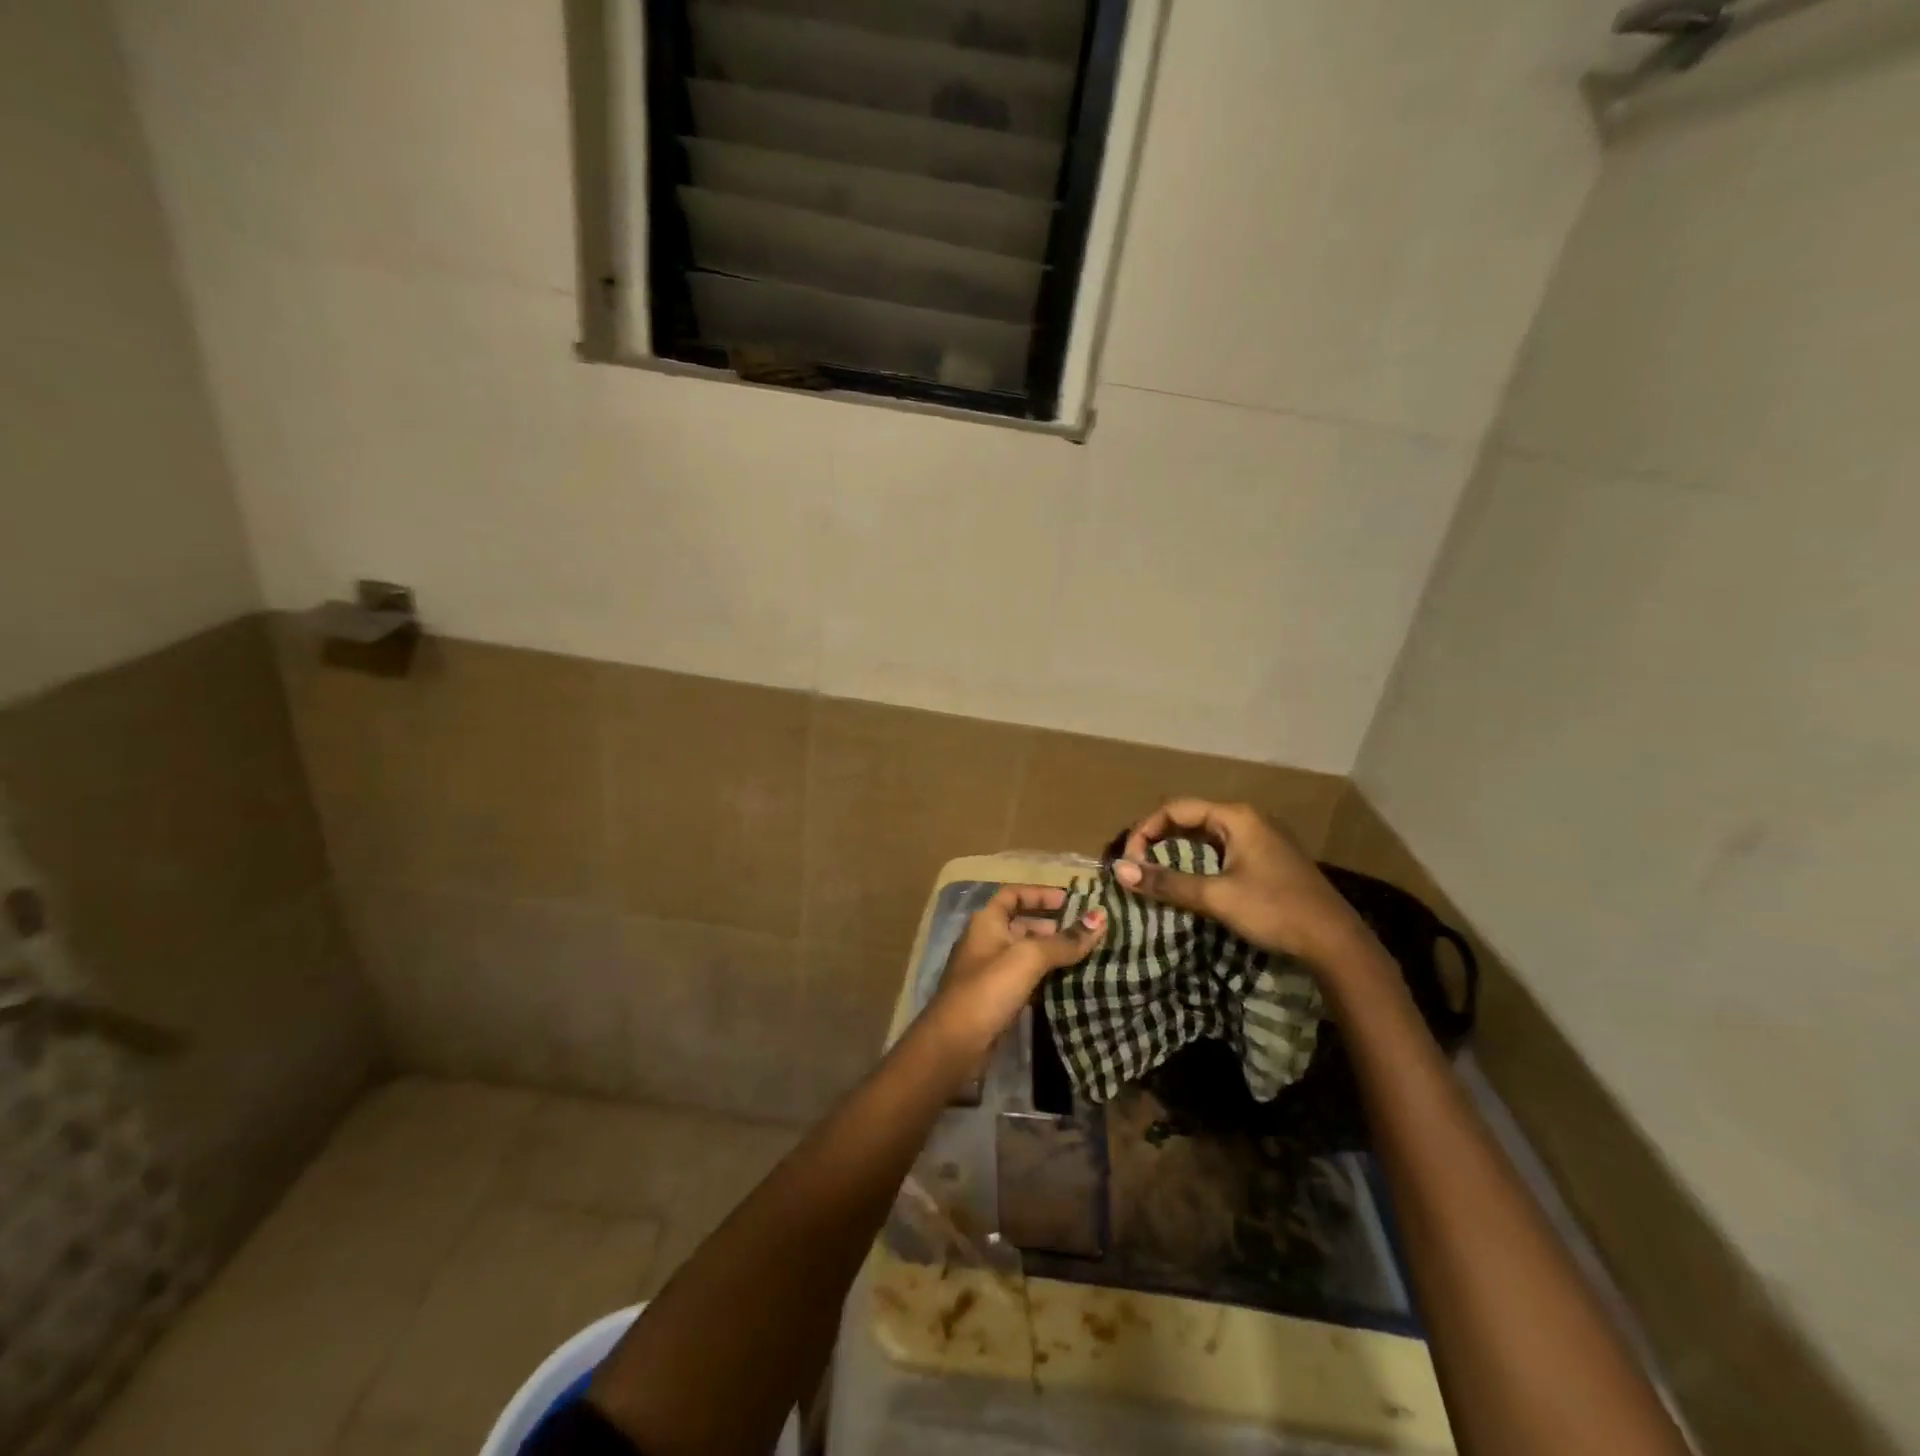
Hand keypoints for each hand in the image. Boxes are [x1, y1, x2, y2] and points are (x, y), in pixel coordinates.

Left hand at [929, 885, 1106, 1056]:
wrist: (956, 1044)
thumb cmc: (989, 989)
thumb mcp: (1028, 958)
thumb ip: (1064, 940)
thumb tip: (1101, 918)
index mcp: (987, 922)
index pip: (1013, 895)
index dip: (1040, 894)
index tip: (1071, 900)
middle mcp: (987, 940)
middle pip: (1022, 924)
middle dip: (1053, 925)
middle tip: (1088, 931)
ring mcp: (992, 971)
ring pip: (1027, 954)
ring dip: (1053, 953)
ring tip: (1088, 955)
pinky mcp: (999, 998)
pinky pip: (1028, 978)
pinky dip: (1047, 977)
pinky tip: (1072, 982)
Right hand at [1113, 799, 1370, 965]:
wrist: (1335, 942)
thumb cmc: (1274, 910)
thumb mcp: (1216, 897)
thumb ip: (1167, 882)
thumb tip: (1119, 871)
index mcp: (1236, 817)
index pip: (1175, 809)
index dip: (1145, 830)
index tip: (1129, 861)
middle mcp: (1248, 819)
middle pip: (1189, 819)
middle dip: (1158, 840)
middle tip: (1136, 867)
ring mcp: (1261, 838)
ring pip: (1205, 836)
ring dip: (1177, 852)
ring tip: (1155, 874)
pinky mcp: (1267, 859)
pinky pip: (1222, 850)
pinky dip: (1198, 861)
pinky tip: (1189, 882)